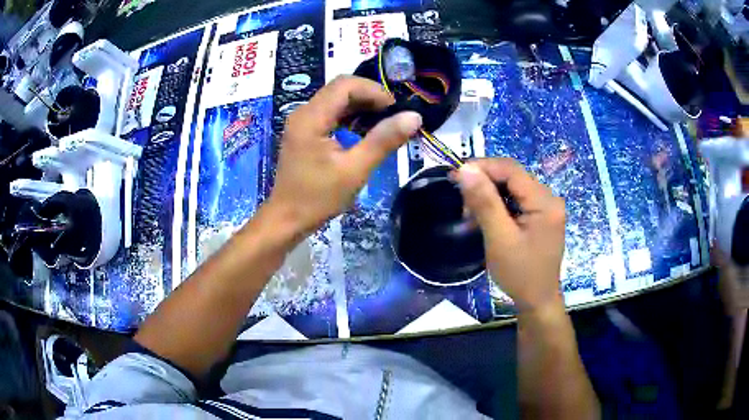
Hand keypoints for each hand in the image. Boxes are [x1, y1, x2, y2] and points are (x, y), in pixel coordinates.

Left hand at [267, 75, 421, 235]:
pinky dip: (350, 117)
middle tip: (393, 117)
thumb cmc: (318, 197)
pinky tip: (365, 132)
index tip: (395, 110)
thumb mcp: (355, 170)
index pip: (345, 85)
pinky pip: (330, 114)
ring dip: (361, 107)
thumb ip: (383, 140)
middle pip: (340, 89)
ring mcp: (302, 121)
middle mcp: (304, 112)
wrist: (287, 218)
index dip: (374, 91)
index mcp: (311, 117)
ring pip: (336, 100)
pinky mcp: (305, 131)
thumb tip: (414, 117)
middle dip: (369, 97)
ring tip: (384, 124)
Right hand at [455, 158, 565, 312]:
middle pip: (512, 177)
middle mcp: (549, 198)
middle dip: (484, 184)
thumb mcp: (500, 238)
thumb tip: (465, 169)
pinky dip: (498, 206)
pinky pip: (517, 201)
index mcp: (544, 201)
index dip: (482, 167)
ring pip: (512, 188)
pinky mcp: (541, 217)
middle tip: (462, 203)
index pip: (511, 170)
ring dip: (489, 196)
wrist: (537, 301)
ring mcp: (546, 208)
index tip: (455, 175)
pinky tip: (485, 219)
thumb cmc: (520, 274)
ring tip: (471, 215)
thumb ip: (484, 202)